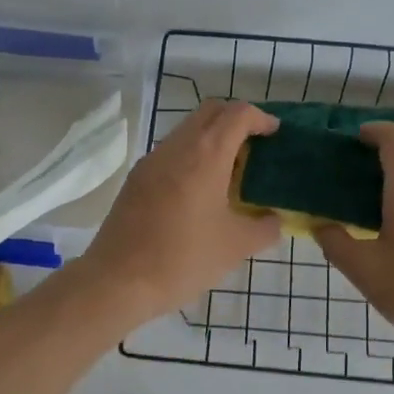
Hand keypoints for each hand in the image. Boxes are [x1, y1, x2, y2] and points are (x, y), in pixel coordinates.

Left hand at [80, 100, 283, 320]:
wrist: (119, 280)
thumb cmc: (183, 259)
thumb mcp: (236, 247)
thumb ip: (265, 228)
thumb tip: (275, 220)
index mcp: (206, 154)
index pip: (238, 114)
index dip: (261, 118)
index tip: (275, 134)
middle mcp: (177, 146)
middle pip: (210, 112)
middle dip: (236, 120)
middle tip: (255, 146)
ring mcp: (152, 160)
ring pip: (187, 130)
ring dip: (212, 138)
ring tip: (230, 171)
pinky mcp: (137, 178)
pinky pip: (171, 152)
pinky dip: (192, 156)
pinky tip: (200, 190)